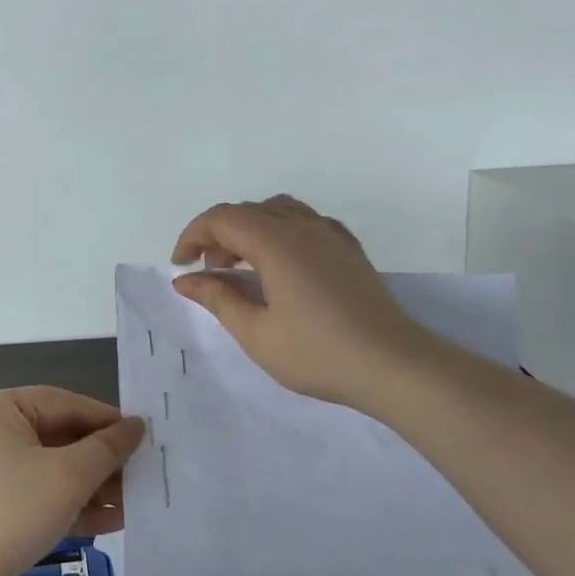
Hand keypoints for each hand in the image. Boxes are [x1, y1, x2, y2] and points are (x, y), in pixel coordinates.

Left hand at [0, 387, 143, 575]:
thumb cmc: (5, 512)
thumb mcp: (66, 476)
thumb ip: (107, 449)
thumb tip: (137, 426)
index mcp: (1, 410)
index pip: (66, 403)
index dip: (108, 421)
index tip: (145, 439)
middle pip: (60, 438)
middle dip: (102, 461)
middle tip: (144, 476)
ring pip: (52, 473)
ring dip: (91, 488)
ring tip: (133, 504)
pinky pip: (38, 500)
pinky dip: (70, 508)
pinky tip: (108, 524)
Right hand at [171, 195, 427, 408]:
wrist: (393, 365)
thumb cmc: (318, 353)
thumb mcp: (256, 333)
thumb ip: (218, 298)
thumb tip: (185, 280)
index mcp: (276, 242)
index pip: (222, 218)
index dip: (193, 236)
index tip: (181, 266)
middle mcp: (302, 225)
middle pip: (247, 211)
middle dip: (217, 234)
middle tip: (208, 272)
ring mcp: (329, 233)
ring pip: (276, 210)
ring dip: (249, 229)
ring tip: (242, 266)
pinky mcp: (348, 247)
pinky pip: (303, 221)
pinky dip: (278, 231)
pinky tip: (280, 265)